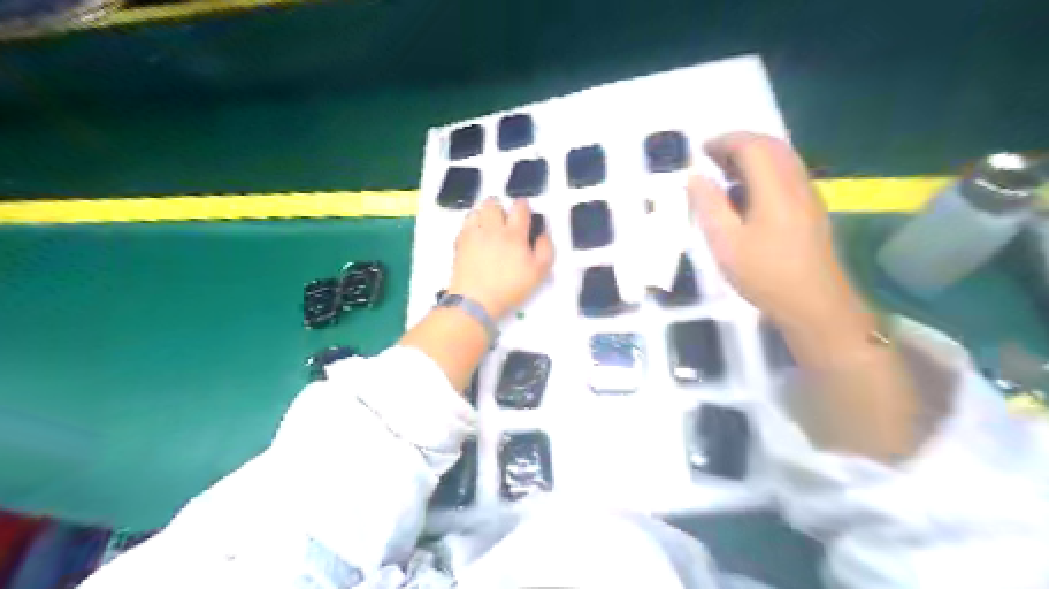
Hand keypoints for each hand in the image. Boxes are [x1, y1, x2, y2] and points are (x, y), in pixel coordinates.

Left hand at [446, 195, 552, 316]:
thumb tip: (542, 233)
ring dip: (484, 214)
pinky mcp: (460, 242)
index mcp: (515, 234)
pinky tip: (476, 237)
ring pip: (477, 210)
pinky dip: (471, 226)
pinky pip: (465, 224)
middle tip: (504, 221)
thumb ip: (545, 249)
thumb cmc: (510, 288)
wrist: (476, 301)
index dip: (524, 206)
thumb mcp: (539, 273)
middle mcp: (493, 228)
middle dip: (500, 207)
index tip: (525, 214)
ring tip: (488, 227)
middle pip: (494, 203)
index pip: (520, 207)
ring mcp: (474, 234)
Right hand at [686, 133, 865, 335]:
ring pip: (782, 160)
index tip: (700, 151)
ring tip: (725, 174)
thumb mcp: (725, 243)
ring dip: (753, 157)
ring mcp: (808, 196)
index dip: (725, 141)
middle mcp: (796, 184)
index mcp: (775, 188)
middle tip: (712, 157)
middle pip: (771, 146)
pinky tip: (747, 197)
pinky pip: (787, 176)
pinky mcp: (811, 211)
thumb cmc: (765, 275)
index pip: (752, 146)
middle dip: (740, 144)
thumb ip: (709, 205)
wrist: (814, 305)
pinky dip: (764, 172)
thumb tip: (695, 177)